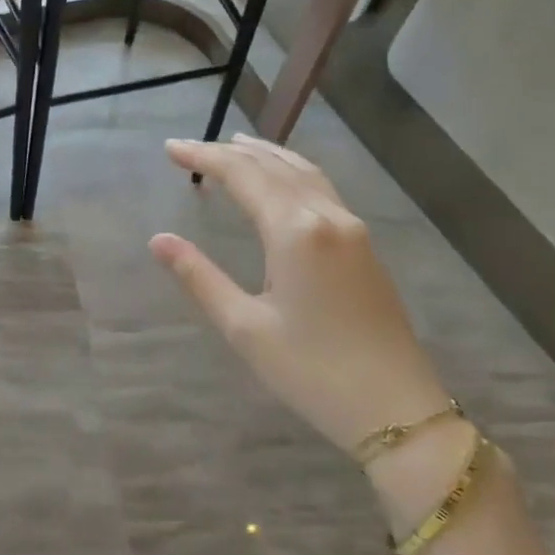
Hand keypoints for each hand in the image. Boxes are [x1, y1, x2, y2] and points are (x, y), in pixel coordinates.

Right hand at [150, 135, 449, 452]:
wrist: (396, 409)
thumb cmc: (311, 371)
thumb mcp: (244, 327)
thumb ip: (199, 277)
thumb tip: (159, 240)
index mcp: (296, 232)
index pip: (243, 176)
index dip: (204, 158)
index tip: (169, 149)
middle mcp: (327, 217)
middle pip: (274, 167)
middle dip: (230, 153)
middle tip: (190, 148)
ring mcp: (352, 230)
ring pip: (304, 174)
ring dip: (266, 156)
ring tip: (236, 145)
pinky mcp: (363, 248)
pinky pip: (321, 190)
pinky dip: (290, 174)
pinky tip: (280, 183)